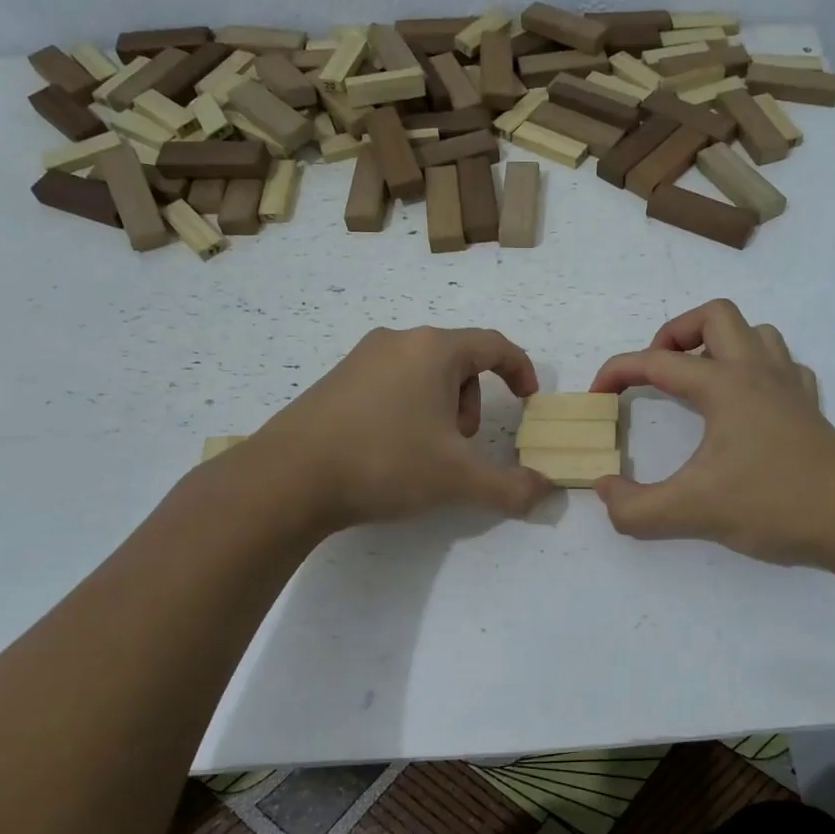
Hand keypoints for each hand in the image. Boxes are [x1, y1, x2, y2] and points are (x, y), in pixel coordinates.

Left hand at [241, 326, 552, 529]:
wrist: (289, 477)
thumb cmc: (385, 462)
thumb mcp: (458, 479)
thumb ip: (510, 486)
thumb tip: (546, 492)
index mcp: (434, 350)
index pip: (494, 344)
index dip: (520, 369)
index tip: (528, 399)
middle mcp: (398, 342)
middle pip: (458, 358)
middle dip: (473, 398)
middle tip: (465, 441)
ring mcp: (361, 358)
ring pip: (422, 371)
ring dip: (442, 404)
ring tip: (428, 450)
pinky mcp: (335, 380)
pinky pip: (390, 382)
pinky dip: (408, 407)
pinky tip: (390, 449)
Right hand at [590, 300, 834, 566]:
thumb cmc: (774, 505)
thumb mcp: (691, 512)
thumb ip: (635, 508)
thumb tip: (605, 490)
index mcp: (724, 385)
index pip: (656, 362)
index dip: (617, 372)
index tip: (597, 396)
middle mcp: (757, 372)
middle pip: (715, 316)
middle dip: (676, 334)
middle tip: (657, 372)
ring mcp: (789, 387)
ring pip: (755, 333)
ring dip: (720, 345)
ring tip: (699, 381)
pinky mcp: (810, 408)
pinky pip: (782, 365)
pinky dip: (757, 369)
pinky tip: (748, 401)